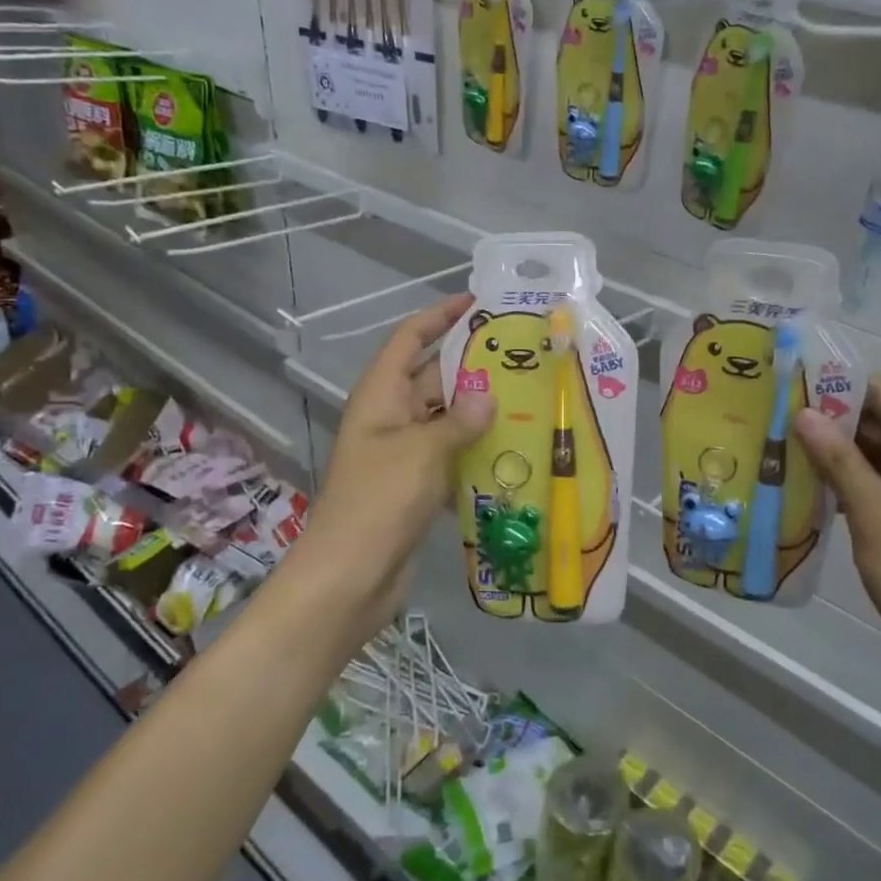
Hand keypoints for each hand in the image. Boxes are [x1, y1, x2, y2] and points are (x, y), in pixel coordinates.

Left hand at [290, 294, 492, 623]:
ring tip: (530, 399)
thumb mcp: (421, 452)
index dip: (438, 317)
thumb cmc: (379, 502)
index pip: (409, 339)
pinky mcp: (417, 487)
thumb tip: (488, 395)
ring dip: (480, 412)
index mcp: (380, 397)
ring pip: (447, 420)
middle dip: (472, 366)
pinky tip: (514, 452)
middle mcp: (390, 418)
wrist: (350, 578)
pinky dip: (476, 452)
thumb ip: (458, 420)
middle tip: (523, 356)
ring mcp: (403, 454)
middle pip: (433, 378)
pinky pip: (451, 456)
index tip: (477, 302)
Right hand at [793, 379, 880, 679]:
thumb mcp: (874, 513)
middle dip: (833, 424)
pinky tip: (814, 488)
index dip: (835, 390)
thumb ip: (837, 459)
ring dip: (840, 455)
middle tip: (775, 424)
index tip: (785, 392)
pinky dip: (857, 482)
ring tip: (784, 452)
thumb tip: (803, 413)